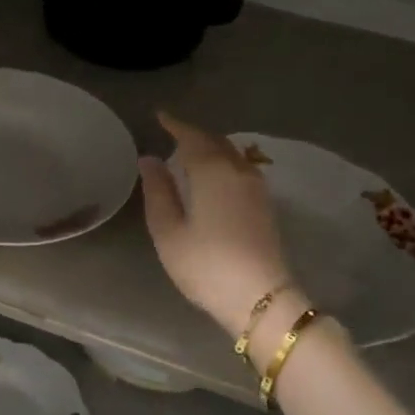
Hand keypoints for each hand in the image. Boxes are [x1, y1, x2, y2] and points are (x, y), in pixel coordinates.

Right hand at [138, 112, 292, 337]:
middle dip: (193, 134)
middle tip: (172, 133)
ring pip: (231, 154)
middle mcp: (237, 171)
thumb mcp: (168, 231)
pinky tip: (213, 175)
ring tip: (190, 152)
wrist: (261, 298)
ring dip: (210, 147)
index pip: (191, 137)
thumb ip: (158, 191)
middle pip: (215, 142)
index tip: (160, 116)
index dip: (175, 125)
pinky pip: (240, 168)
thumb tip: (149, 159)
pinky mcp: (264, 205)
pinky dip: (223, 162)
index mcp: (211, 172)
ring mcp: (256, 188)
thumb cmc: (206, 265)